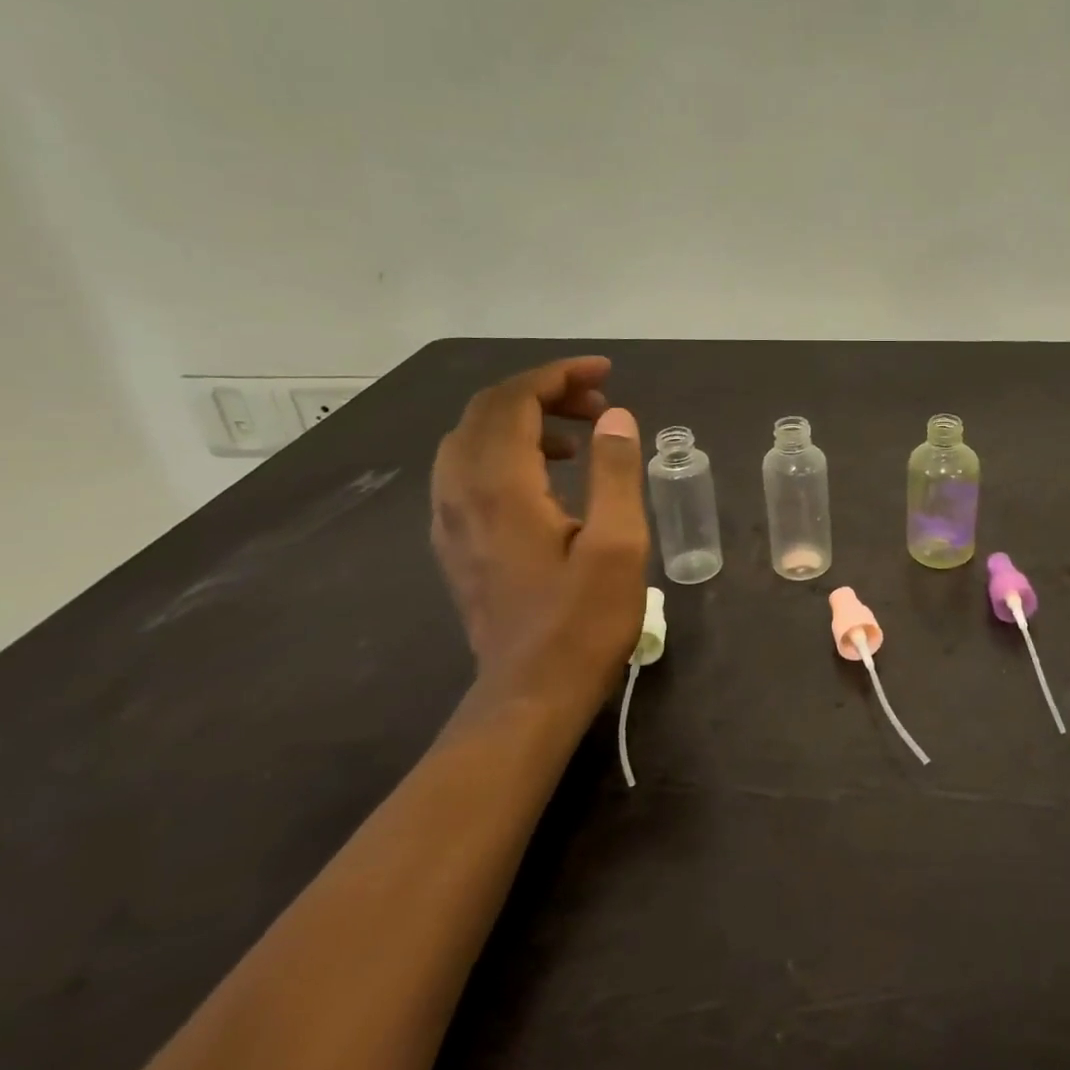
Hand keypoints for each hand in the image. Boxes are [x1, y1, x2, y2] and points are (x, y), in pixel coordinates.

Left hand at [430, 357, 649, 708]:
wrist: (529, 696)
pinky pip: (466, 471)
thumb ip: (615, 472)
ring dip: (522, 421)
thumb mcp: (618, 545)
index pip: (515, 401)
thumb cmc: (582, 622)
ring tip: (579, 437)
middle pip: (487, 412)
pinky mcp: (455, 543)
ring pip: (471, 440)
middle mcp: (462, 493)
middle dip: (543, 393)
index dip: (558, 376)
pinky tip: (545, 477)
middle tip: (599, 405)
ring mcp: (450, 520)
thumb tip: (614, 416)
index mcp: (501, 487)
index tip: (605, 373)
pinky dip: (505, 450)